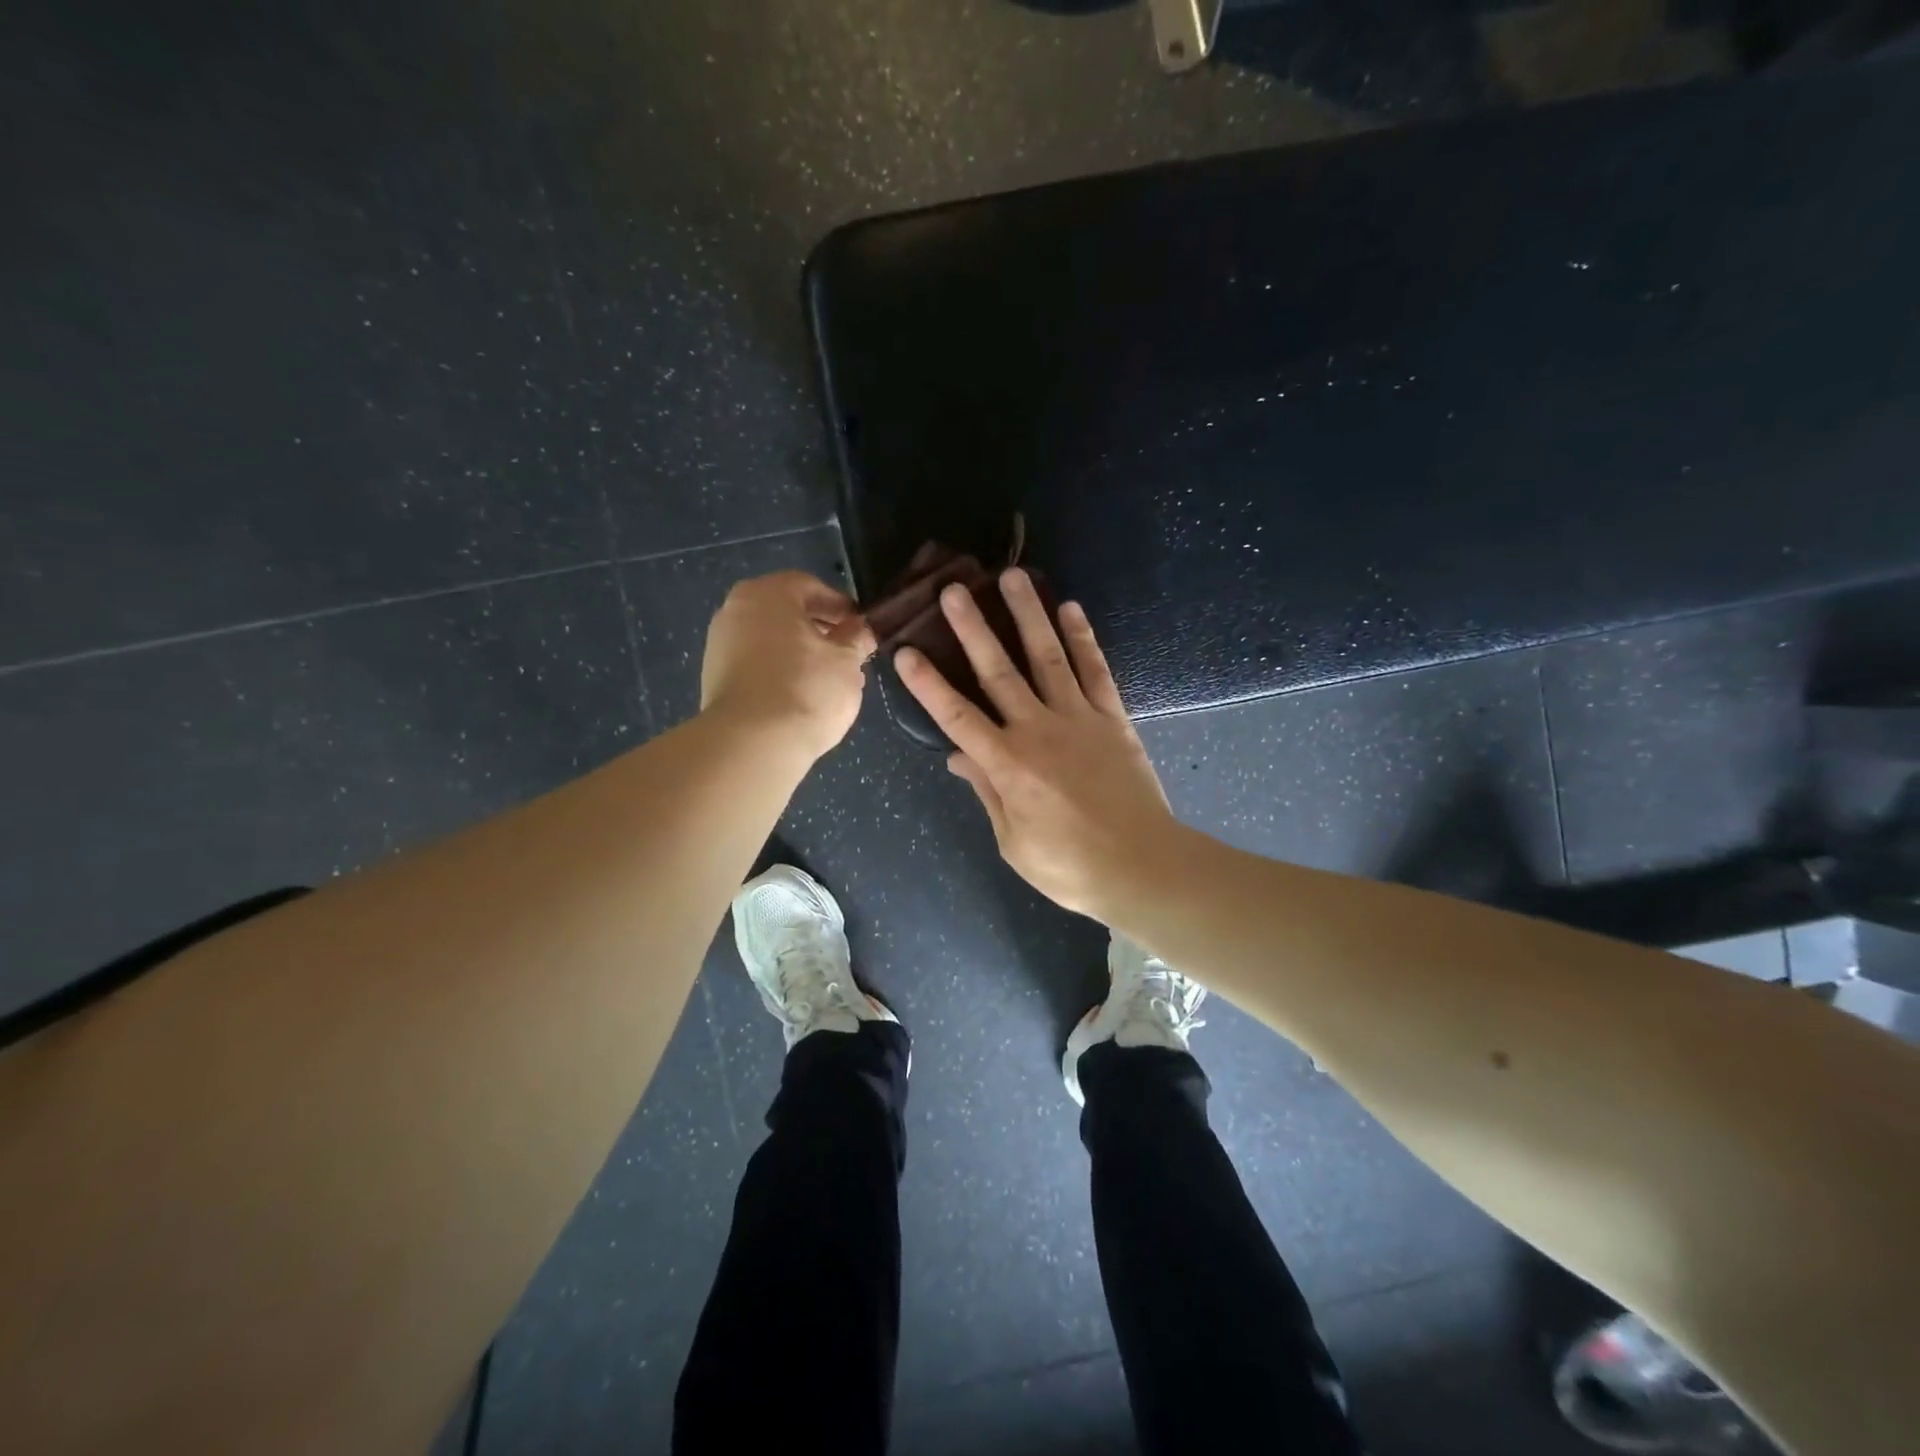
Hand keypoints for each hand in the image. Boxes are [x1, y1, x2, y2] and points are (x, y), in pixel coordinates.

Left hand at [700, 571, 875, 760]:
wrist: (753, 743)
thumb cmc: (806, 689)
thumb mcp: (846, 661)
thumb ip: (856, 638)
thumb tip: (860, 628)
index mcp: (767, 594)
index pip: (810, 586)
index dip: (840, 605)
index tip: (861, 626)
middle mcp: (735, 609)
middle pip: (786, 611)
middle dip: (819, 628)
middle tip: (847, 651)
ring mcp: (720, 644)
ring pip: (770, 638)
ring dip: (799, 650)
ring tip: (828, 677)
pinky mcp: (715, 678)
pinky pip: (756, 663)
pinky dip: (779, 669)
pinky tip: (801, 694)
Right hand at [893, 568, 1177, 919]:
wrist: (1142, 866)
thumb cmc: (1069, 866)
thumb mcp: (1013, 841)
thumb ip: (986, 792)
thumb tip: (957, 756)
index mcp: (1007, 765)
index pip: (957, 716)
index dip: (928, 684)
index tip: (906, 651)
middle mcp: (1038, 730)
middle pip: (999, 672)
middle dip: (973, 629)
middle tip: (955, 590)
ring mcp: (1079, 718)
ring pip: (1047, 657)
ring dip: (1028, 615)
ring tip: (1013, 577)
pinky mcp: (1113, 718)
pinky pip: (1095, 670)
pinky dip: (1083, 639)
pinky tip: (1070, 609)